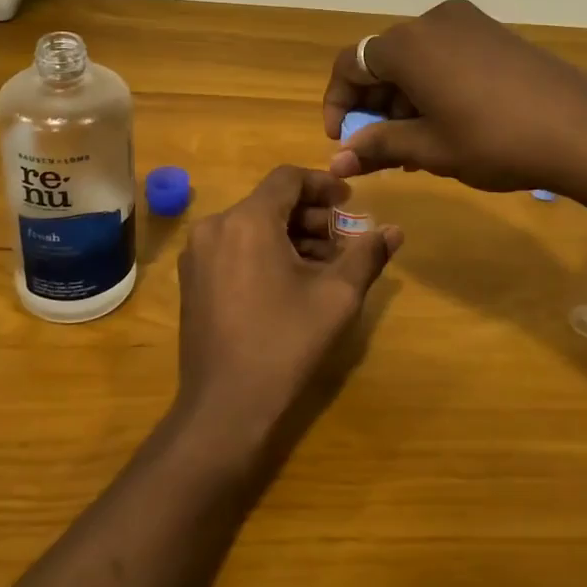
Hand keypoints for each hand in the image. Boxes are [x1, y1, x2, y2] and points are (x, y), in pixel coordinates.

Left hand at [174, 166, 402, 461]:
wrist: (224, 408)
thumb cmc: (285, 343)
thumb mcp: (336, 297)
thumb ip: (366, 255)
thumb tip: (394, 230)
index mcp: (247, 220)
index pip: (287, 178)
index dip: (323, 184)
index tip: (350, 202)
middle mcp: (215, 226)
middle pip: (269, 202)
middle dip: (310, 216)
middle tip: (343, 241)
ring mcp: (198, 255)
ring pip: (252, 226)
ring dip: (290, 236)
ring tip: (324, 266)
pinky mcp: (192, 280)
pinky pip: (234, 248)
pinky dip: (265, 252)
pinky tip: (290, 283)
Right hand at [321, 0, 586, 194]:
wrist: (584, 131)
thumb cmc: (495, 142)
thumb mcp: (430, 149)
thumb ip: (377, 147)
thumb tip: (336, 161)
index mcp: (408, 45)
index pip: (350, 65)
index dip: (338, 103)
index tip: (341, 141)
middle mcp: (432, 21)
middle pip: (383, 59)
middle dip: (373, 104)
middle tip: (380, 148)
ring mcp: (468, 22)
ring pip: (416, 58)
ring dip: (404, 98)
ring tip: (415, 145)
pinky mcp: (494, 32)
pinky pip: (445, 54)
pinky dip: (432, 85)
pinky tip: (446, 122)